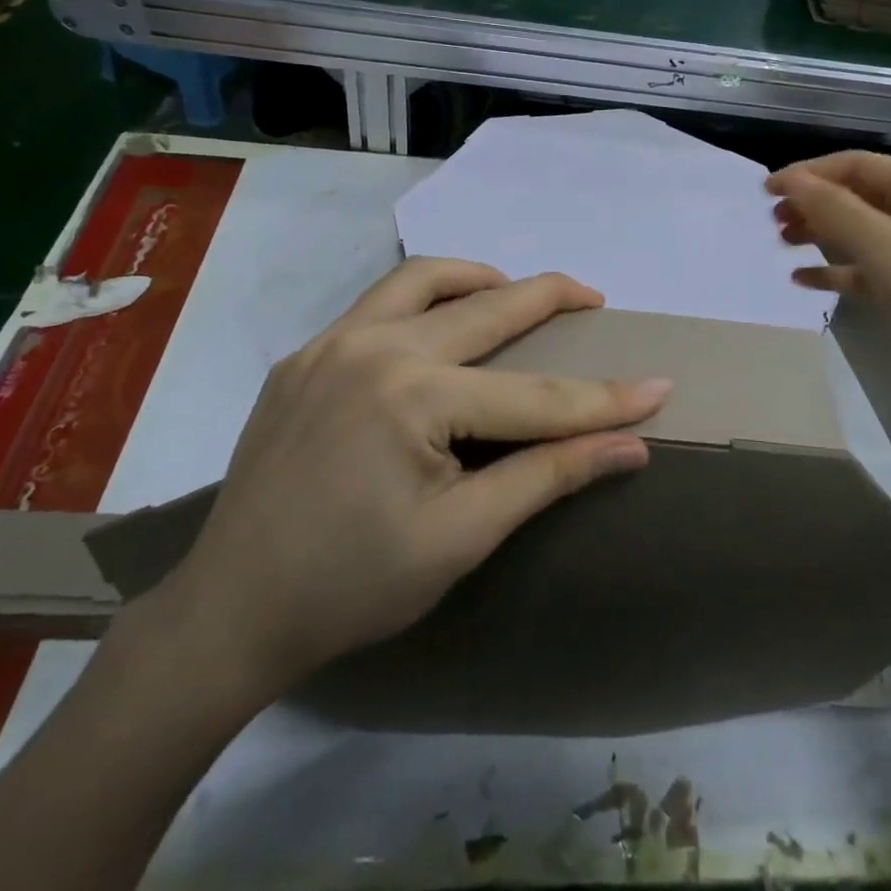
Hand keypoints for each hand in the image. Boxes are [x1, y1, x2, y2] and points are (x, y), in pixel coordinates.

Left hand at [141, 259, 670, 724]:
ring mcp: (330, 343)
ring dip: (479, 279)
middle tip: (592, 297)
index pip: (535, 395)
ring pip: (422, 279)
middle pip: (485, 307)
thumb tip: (630, 445)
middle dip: (548, 298)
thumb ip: (548, 476)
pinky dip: (423, 297)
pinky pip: (377, 303)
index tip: (659, 386)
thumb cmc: (352, 587)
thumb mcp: (462, 537)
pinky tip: (439, 327)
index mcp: (413, 396)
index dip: (604, 398)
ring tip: (514, 295)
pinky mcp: (304, 355)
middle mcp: (373, 347)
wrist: (231, 612)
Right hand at [766, 153, 890, 397]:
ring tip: (783, 243)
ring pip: (857, 232)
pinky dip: (835, 270)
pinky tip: (803, 279)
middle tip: (773, 221)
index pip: (854, 165)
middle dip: (812, 204)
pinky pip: (865, 269)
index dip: (808, 173)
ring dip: (819, 234)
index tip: (767, 190)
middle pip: (855, 196)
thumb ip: (833, 209)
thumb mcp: (883, 244)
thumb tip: (790, 181)